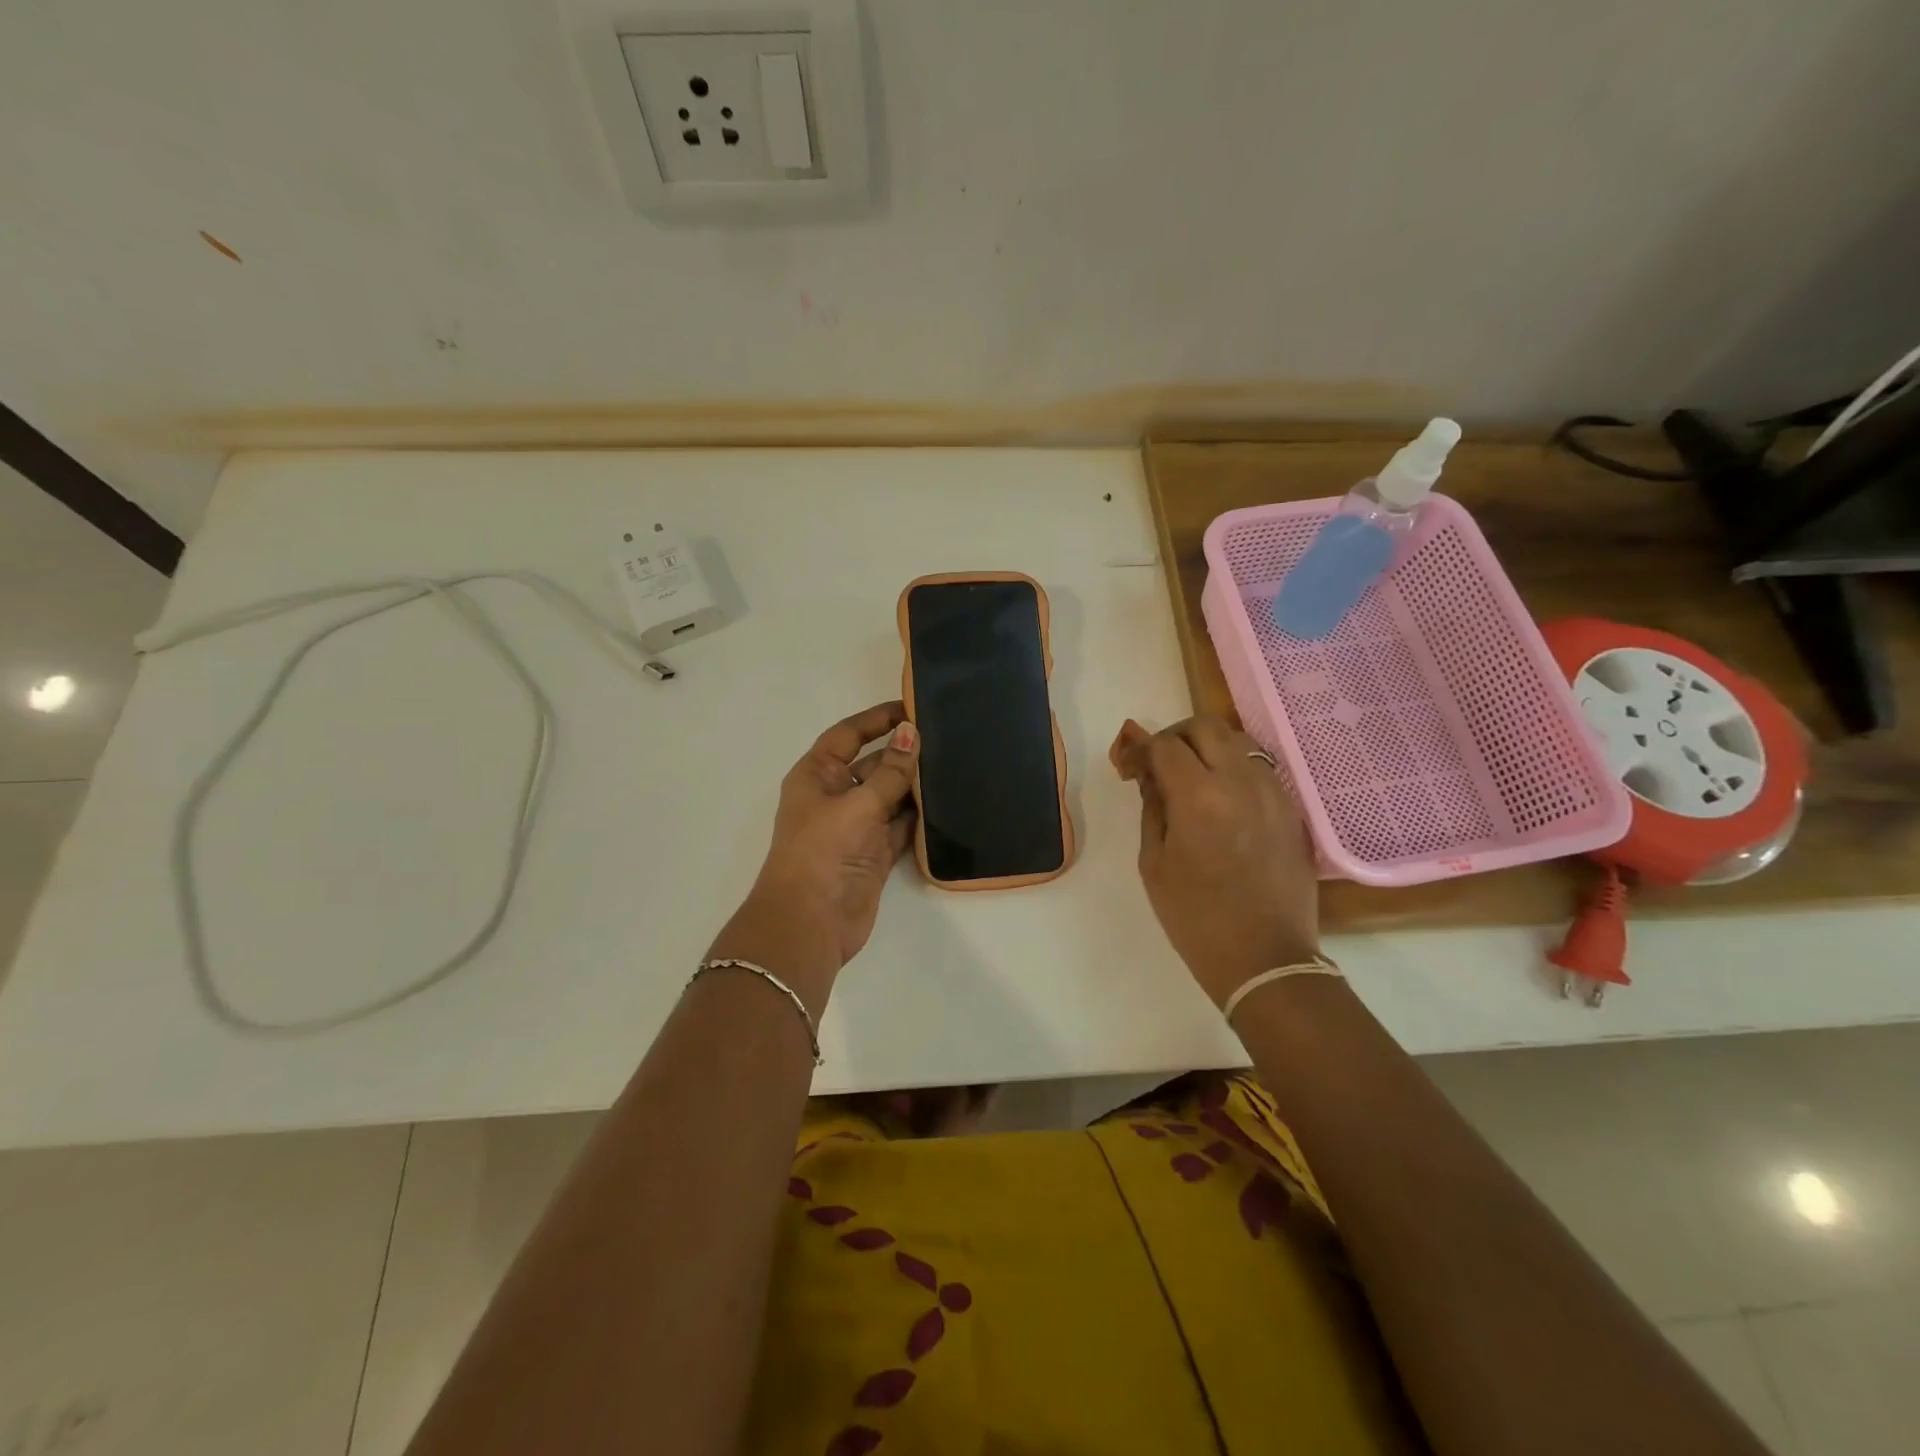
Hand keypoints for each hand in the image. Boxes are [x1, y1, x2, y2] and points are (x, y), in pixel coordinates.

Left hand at [709, 701, 919, 1011]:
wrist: (810, 923)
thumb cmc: (822, 852)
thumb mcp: (857, 804)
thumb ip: (890, 771)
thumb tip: (912, 732)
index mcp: (817, 775)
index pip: (848, 735)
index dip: (877, 719)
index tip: (913, 707)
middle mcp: (835, 796)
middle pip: (873, 764)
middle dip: (904, 753)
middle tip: (947, 737)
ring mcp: (856, 826)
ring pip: (891, 795)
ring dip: (915, 785)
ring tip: (955, 764)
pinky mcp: (875, 853)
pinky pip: (901, 826)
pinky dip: (920, 817)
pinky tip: (948, 803)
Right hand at [1111, 715, 1319, 1007]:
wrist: (1266, 959)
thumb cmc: (1196, 918)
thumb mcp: (1154, 862)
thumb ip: (1151, 806)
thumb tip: (1147, 771)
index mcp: (1199, 796)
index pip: (1165, 745)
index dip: (1139, 750)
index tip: (1127, 769)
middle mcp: (1241, 782)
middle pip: (1206, 727)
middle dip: (1175, 737)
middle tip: (1158, 764)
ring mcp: (1273, 793)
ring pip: (1238, 741)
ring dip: (1207, 748)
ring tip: (1190, 779)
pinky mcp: (1291, 810)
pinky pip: (1259, 768)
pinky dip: (1233, 769)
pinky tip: (1221, 799)